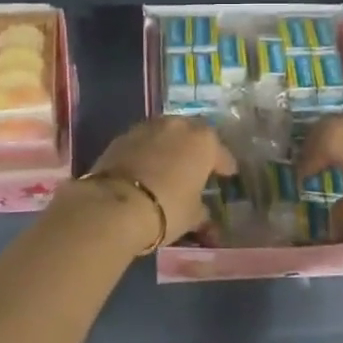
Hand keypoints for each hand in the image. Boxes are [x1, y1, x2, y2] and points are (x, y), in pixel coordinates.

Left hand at [86, 116, 236, 244]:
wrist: (115, 205)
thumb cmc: (167, 208)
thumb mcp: (192, 216)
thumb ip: (202, 211)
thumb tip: (204, 214)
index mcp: (203, 141)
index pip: (220, 152)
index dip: (224, 165)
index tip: (227, 174)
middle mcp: (177, 126)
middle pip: (192, 133)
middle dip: (196, 148)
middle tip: (197, 165)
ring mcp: (147, 127)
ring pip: (166, 133)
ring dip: (170, 146)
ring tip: (170, 164)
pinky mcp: (122, 136)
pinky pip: (144, 142)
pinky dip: (148, 151)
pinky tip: (146, 167)